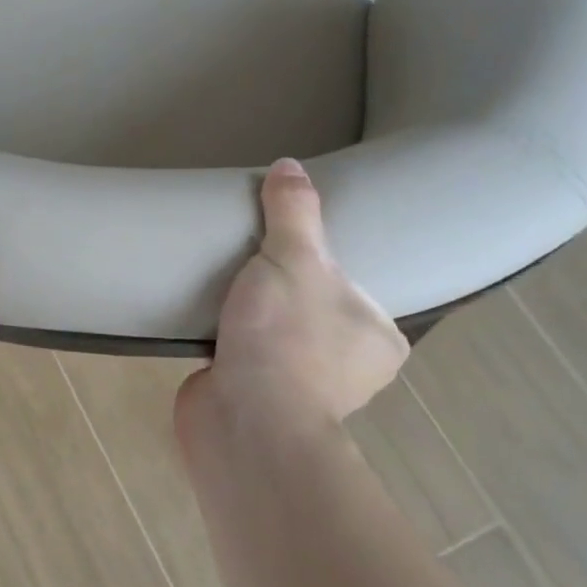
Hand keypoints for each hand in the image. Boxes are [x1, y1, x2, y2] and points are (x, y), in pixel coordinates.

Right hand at [178, 158, 407, 434]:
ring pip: (278, 335)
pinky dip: (228, 339)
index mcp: (378, 338)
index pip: (359, 288)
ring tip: (228, 278)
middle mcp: (348, 368)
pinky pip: (243, 356)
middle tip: (256, 253)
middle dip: (286, 286)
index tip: (298, 242)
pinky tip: (209, 315)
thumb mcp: (296, 259)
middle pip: (314, 309)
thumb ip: (294, 212)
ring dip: (255, 315)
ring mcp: (299, 389)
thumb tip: (290, 164)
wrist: (243, 422)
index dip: (329, 263)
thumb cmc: (288, 339)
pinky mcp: (254, 400)